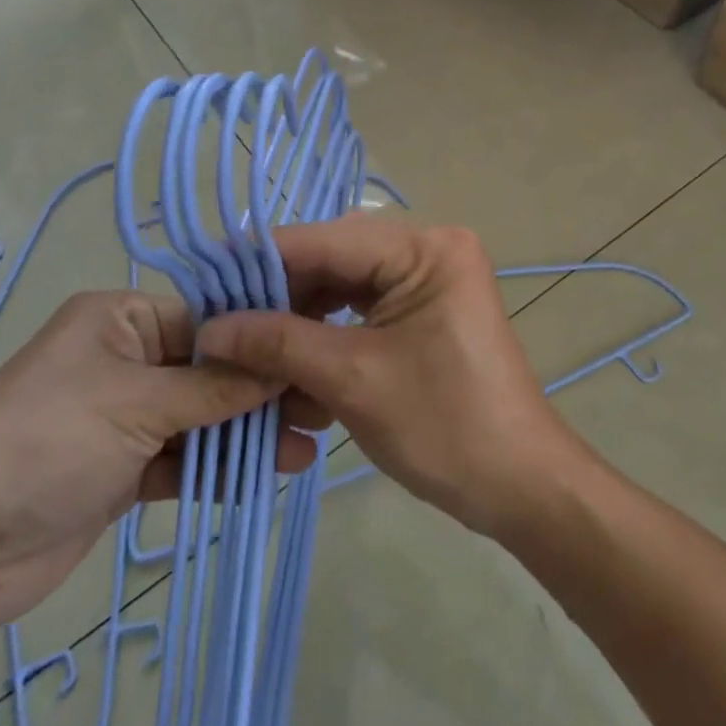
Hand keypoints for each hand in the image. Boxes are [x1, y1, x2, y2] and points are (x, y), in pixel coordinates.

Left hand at [0, 291, 316, 634]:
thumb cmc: (45, 440)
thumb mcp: (137, 403)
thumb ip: (216, 387)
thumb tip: (283, 363)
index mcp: (123, 320)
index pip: (210, 319)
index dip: (262, 339)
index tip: (315, 355)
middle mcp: (126, 359)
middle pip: (211, 370)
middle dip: (262, 391)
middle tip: (320, 410)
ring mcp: (124, 418)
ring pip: (202, 418)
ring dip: (247, 434)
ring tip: (303, 450)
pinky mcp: (122, 471)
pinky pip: (182, 460)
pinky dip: (217, 468)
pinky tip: (261, 477)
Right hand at [199, 217, 578, 536]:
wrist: (521, 485)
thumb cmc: (445, 426)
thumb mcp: (353, 380)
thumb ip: (280, 343)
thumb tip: (211, 327)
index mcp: (426, 248)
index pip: (327, 240)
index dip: (262, 260)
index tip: (204, 281)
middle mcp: (429, 250)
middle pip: (335, 261)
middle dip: (280, 296)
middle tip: (222, 326)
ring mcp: (430, 281)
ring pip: (344, 289)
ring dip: (300, 322)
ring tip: (253, 353)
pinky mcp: (425, 313)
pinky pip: (363, 312)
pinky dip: (328, 338)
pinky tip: (294, 369)